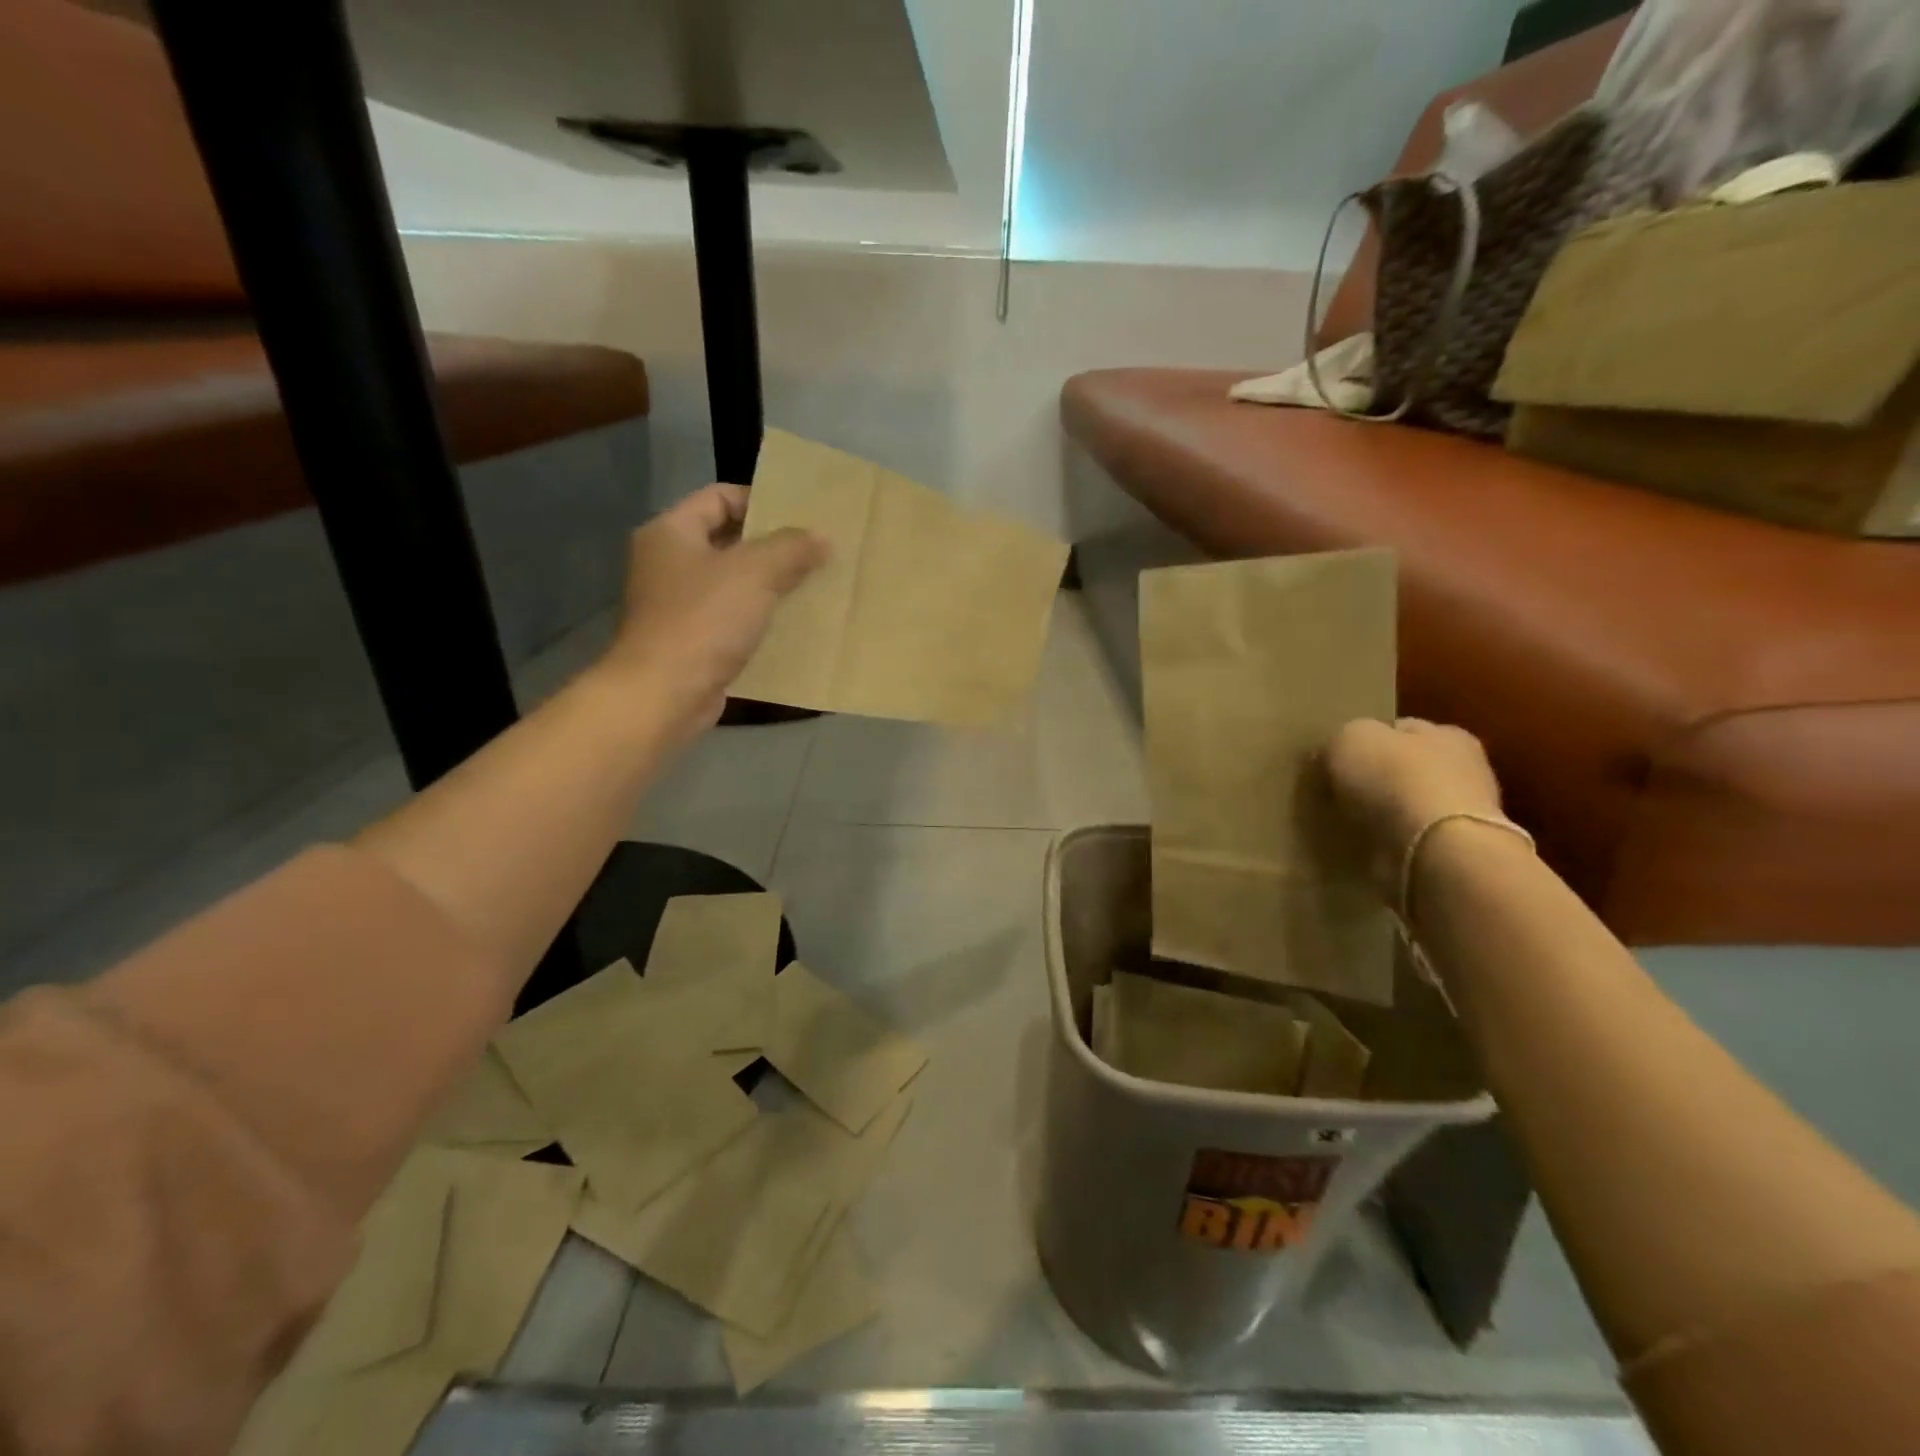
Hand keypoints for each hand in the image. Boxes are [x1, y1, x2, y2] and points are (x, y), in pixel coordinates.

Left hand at [597, 484, 827, 742]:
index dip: (761, 501)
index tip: (802, 517)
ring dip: (770, 586)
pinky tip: (793, 626)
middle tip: (816, 552)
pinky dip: (759, 620)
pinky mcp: (690, 642)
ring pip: (733, 584)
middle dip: (773, 547)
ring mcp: (676, 606)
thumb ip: (791, 549)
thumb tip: (821, 537)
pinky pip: (732, 620)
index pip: (719, 498)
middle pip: (728, 541)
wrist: (665, 694)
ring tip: (812, 587)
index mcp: (671, 532)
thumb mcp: (755, 573)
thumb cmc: (704, 621)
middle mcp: (667, 563)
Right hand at [1324, 718, 1505, 893]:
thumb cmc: (1394, 779)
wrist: (1432, 850)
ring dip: (1380, 813)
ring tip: (1344, 821)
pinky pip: (1406, 840)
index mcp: (1446, 734)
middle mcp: (1462, 770)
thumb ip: (1341, 740)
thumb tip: (1331, 754)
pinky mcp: (1449, 853)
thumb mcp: (1350, 738)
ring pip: (1405, 806)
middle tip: (1335, 790)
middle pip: (1404, 767)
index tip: (1334, 758)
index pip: (1399, 728)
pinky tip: (1361, 845)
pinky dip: (1385, 842)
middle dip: (1374, 778)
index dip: (1365, 739)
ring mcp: (1459, 815)